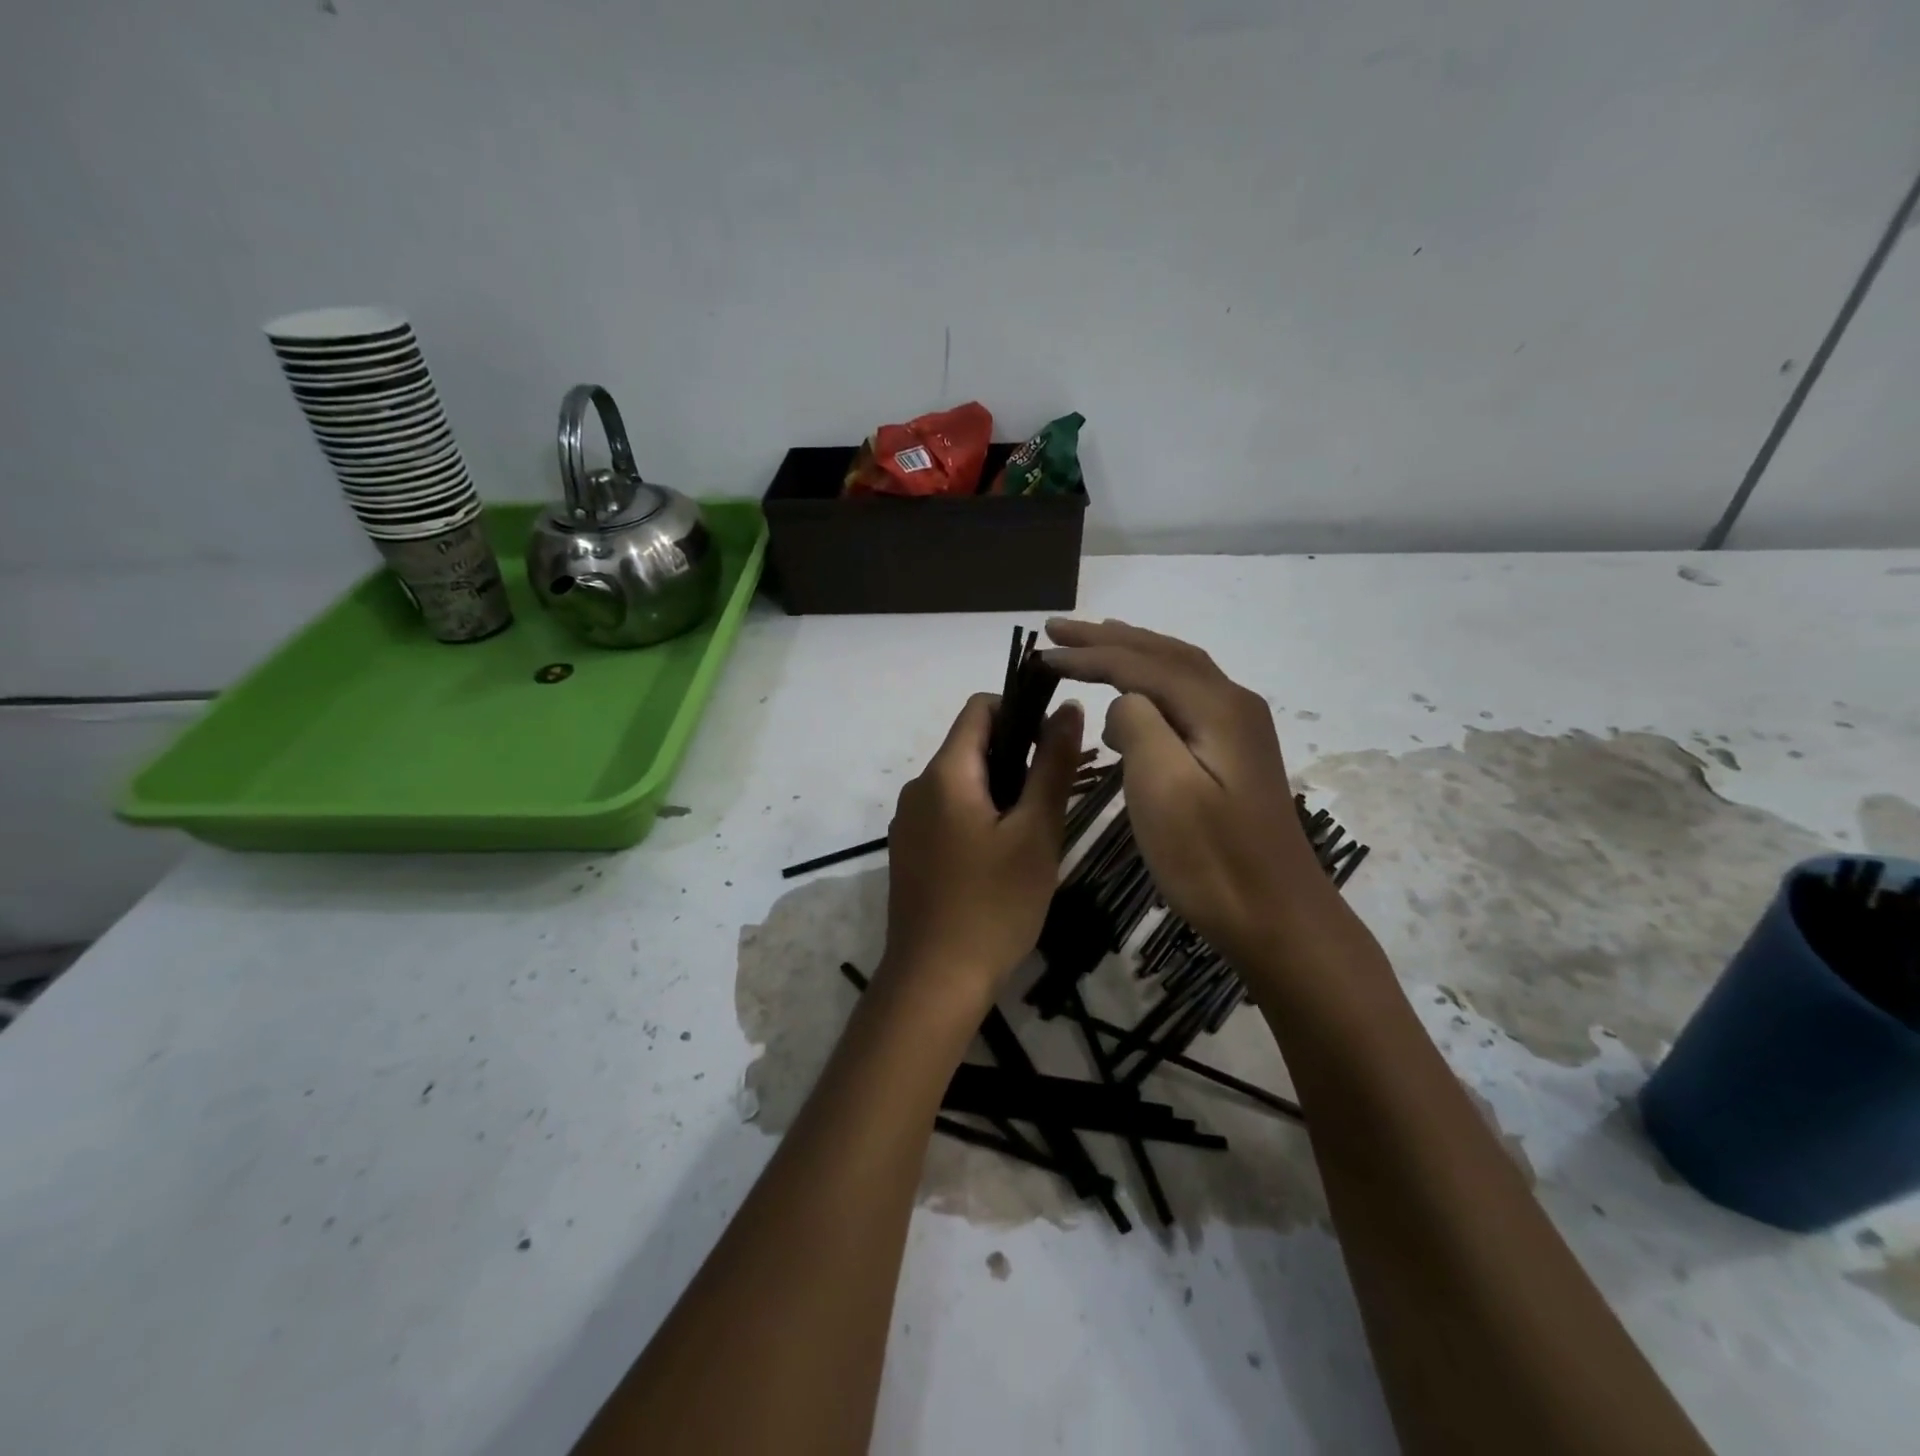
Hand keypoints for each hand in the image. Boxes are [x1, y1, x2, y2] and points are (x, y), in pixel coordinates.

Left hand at [878, 692, 1084, 1013]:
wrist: (934, 982)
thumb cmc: (993, 905)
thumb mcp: (1036, 833)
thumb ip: (1052, 766)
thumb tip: (1069, 708)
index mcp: (945, 773)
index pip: (980, 707)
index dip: (1021, 710)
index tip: (1054, 746)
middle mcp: (918, 787)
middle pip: (971, 746)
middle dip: (1016, 757)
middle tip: (1054, 798)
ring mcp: (908, 821)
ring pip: (962, 783)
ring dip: (1000, 791)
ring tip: (1034, 833)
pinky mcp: (908, 851)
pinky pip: (947, 813)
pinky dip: (978, 817)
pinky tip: (1001, 859)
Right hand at [1043, 618, 1331, 968]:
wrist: (1277, 918)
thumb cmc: (1212, 860)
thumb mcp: (1164, 788)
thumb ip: (1139, 726)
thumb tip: (1125, 701)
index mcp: (1215, 707)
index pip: (1140, 663)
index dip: (1087, 654)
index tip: (1040, 653)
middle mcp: (1232, 704)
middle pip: (1162, 654)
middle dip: (1108, 639)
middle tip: (1058, 628)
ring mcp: (1238, 729)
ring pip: (1177, 672)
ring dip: (1131, 653)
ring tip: (1092, 645)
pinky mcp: (1234, 755)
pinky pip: (1185, 698)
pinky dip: (1149, 684)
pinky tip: (1131, 701)